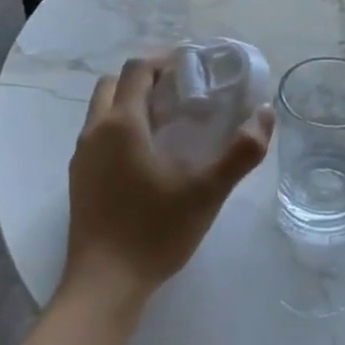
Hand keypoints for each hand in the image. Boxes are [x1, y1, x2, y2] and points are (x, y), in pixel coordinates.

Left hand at [62, 56, 272, 309]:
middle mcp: (94, 132)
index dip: (164, 60)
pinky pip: (98, 136)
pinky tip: (147, 156)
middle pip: (114, 84)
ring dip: (130, 103)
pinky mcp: (78, 179)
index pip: (137, 70)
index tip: (194, 66)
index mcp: (122, 124)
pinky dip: (120, 127)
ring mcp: (81, 157)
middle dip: (145, 79)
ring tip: (168, 121)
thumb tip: (265, 115)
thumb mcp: (207, 192)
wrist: (104, 284)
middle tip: (181, 91)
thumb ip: (240, 153)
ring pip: (102, 110)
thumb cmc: (155, 232)